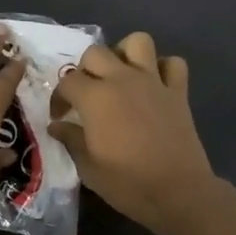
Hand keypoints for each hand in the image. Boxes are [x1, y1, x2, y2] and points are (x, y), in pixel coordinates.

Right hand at [49, 31, 215, 233]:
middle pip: (96, 53)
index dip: (59, 98)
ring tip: (120, 76)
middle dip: (85, 70)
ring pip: (137, 42)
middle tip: (86, 95)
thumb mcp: (88, 168)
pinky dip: (163, 68)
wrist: (178, 192)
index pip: (68, 81)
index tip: (60, 116)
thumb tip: (57, 126)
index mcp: (96, 97)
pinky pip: (173, 63)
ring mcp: (153, 82)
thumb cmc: (128, 183)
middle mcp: (122, 79)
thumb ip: (71, 140)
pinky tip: (154, 85)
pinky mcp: (178, 91)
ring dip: (124, 53)